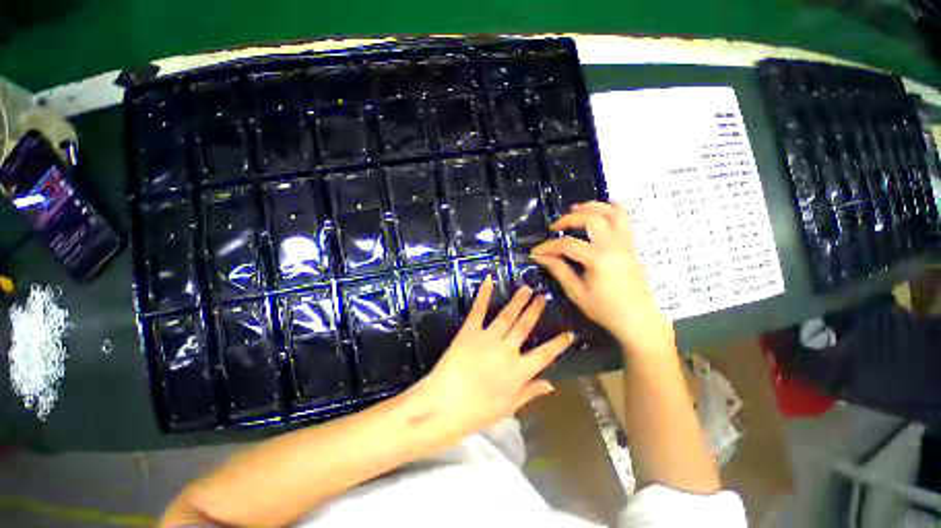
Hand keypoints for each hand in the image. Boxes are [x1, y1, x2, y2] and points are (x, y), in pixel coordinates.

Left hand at [413, 276, 573, 441]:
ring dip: (518, 300)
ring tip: (526, 288)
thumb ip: (530, 392)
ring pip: (507, 315)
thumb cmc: (478, 412)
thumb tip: (552, 384)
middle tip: (544, 296)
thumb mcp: (509, 407)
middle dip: (536, 310)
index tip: (570, 333)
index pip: (545, 354)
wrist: (445, 406)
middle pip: (525, 326)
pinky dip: (484, 294)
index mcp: (519, 370)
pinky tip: (490, 280)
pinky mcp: (470, 331)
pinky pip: (478, 310)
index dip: (559, 344)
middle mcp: (507, 349)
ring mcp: (488, 337)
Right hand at [530, 201, 673, 354]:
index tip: (535, 251)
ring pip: (612, 212)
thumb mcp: (577, 292)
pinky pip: (625, 219)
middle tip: (555, 226)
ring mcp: (625, 243)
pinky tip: (601, 210)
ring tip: (575, 209)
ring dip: (592, 206)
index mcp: (598, 259)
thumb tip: (541, 256)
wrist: (638, 319)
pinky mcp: (631, 245)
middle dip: (569, 218)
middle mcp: (614, 245)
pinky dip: (613, 208)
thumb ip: (559, 270)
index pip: (567, 244)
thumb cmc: (606, 309)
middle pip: (591, 219)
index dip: (548, 246)